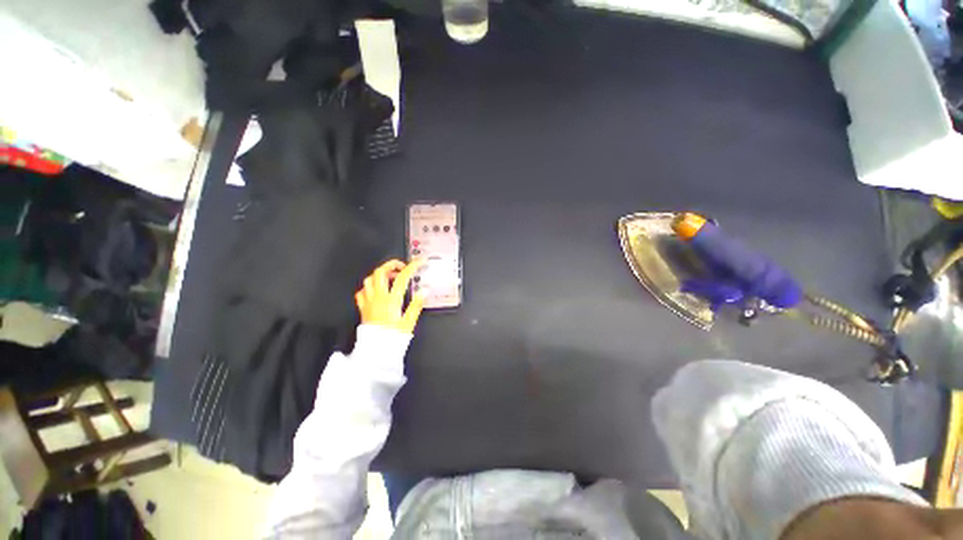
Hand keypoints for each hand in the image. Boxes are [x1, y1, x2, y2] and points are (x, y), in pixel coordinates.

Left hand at [355, 259, 426, 333]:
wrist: (375, 351)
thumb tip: (424, 291)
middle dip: (391, 265)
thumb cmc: (393, 337)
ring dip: (380, 274)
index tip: (419, 262)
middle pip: (380, 272)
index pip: (402, 277)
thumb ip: (416, 305)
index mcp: (391, 300)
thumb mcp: (409, 322)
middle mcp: (378, 297)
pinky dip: (369, 287)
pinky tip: (376, 290)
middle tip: (401, 267)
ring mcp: (368, 301)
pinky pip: (362, 292)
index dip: (412, 267)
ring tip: (389, 277)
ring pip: (369, 279)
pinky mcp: (363, 308)